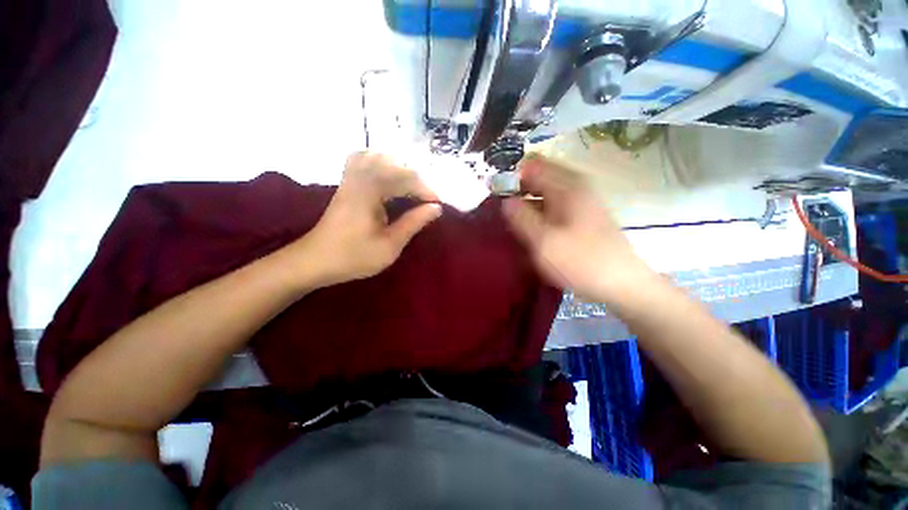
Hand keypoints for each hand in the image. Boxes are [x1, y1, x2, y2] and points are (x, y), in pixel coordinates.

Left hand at [297, 153, 441, 286]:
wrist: (315, 260)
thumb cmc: (353, 256)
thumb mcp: (390, 245)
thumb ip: (414, 223)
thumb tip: (436, 208)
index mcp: (370, 190)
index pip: (407, 179)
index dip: (426, 191)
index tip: (438, 205)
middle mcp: (360, 176)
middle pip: (396, 164)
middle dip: (416, 180)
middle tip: (426, 200)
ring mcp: (350, 177)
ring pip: (379, 157)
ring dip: (400, 169)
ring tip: (411, 188)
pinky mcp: (346, 183)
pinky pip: (364, 160)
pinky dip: (381, 164)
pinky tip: (388, 178)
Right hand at [502, 155, 653, 304]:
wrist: (621, 283)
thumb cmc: (581, 262)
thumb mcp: (544, 242)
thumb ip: (521, 218)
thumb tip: (505, 200)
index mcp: (567, 186)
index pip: (532, 166)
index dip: (512, 177)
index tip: (498, 196)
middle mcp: (576, 186)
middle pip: (540, 176)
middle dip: (520, 189)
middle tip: (506, 211)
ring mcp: (582, 199)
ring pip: (547, 190)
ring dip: (529, 200)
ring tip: (516, 221)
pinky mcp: (584, 214)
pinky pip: (555, 202)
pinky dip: (541, 209)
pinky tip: (535, 227)